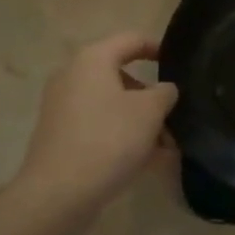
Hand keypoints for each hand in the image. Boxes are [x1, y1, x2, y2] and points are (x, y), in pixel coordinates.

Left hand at [15, 32, 177, 213]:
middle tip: (175, 117)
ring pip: (111, 105)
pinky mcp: (59, 135)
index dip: (156, 47)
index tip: (177, 61)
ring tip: (166, 148)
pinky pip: (98, 125)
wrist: (57, 193)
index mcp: (92, 59)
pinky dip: (120, 135)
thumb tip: (164, 89)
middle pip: (120, 76)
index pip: (130, 40)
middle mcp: (72, 75)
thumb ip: (164, 93)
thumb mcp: (149, 112)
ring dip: (139, 121)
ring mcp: (62, 106)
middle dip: (150, 97)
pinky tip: (145, 161)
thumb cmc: (108, 139)